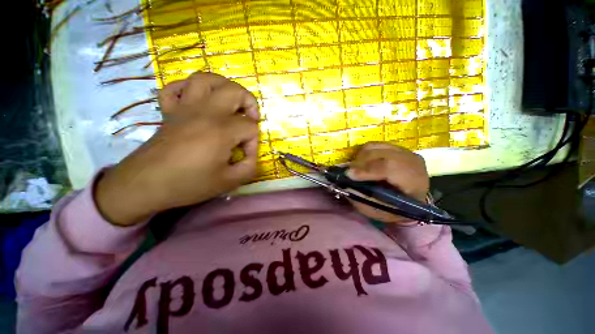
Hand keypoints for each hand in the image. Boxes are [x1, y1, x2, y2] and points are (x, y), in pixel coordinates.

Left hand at [95, 72, 259, 225]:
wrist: (146, 184)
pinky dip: (189, 88)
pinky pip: (176, 87)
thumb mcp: (229, 182)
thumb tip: (251, 155)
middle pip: (234, 91)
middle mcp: (205, 111)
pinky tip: (197, 100)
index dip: (253, 142)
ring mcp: (185, 107)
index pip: (250, 127)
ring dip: (224, 86)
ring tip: (230, 101)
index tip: (245, 156)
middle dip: (249, 103)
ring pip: (206, 78)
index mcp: (222, 130)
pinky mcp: (169, 110)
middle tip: (251, 119)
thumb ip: (249, 167)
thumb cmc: (189, 183)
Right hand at [347, 142, 429, 223]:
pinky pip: (373, 145)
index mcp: (414, 181)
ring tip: (356, 170)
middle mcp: (411, 161)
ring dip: (360, 158)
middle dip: (359, 164)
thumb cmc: (395, 209)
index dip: (367, 169)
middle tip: (349, 174)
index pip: (390, 167)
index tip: (349, 175)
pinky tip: (363, 164)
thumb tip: (346, 186)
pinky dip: (363, 154)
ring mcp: (403, 151)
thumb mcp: (379, 212)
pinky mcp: (395, 147)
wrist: (411, 199)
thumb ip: (363, 200)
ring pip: (374, 147)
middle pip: (379, 153)